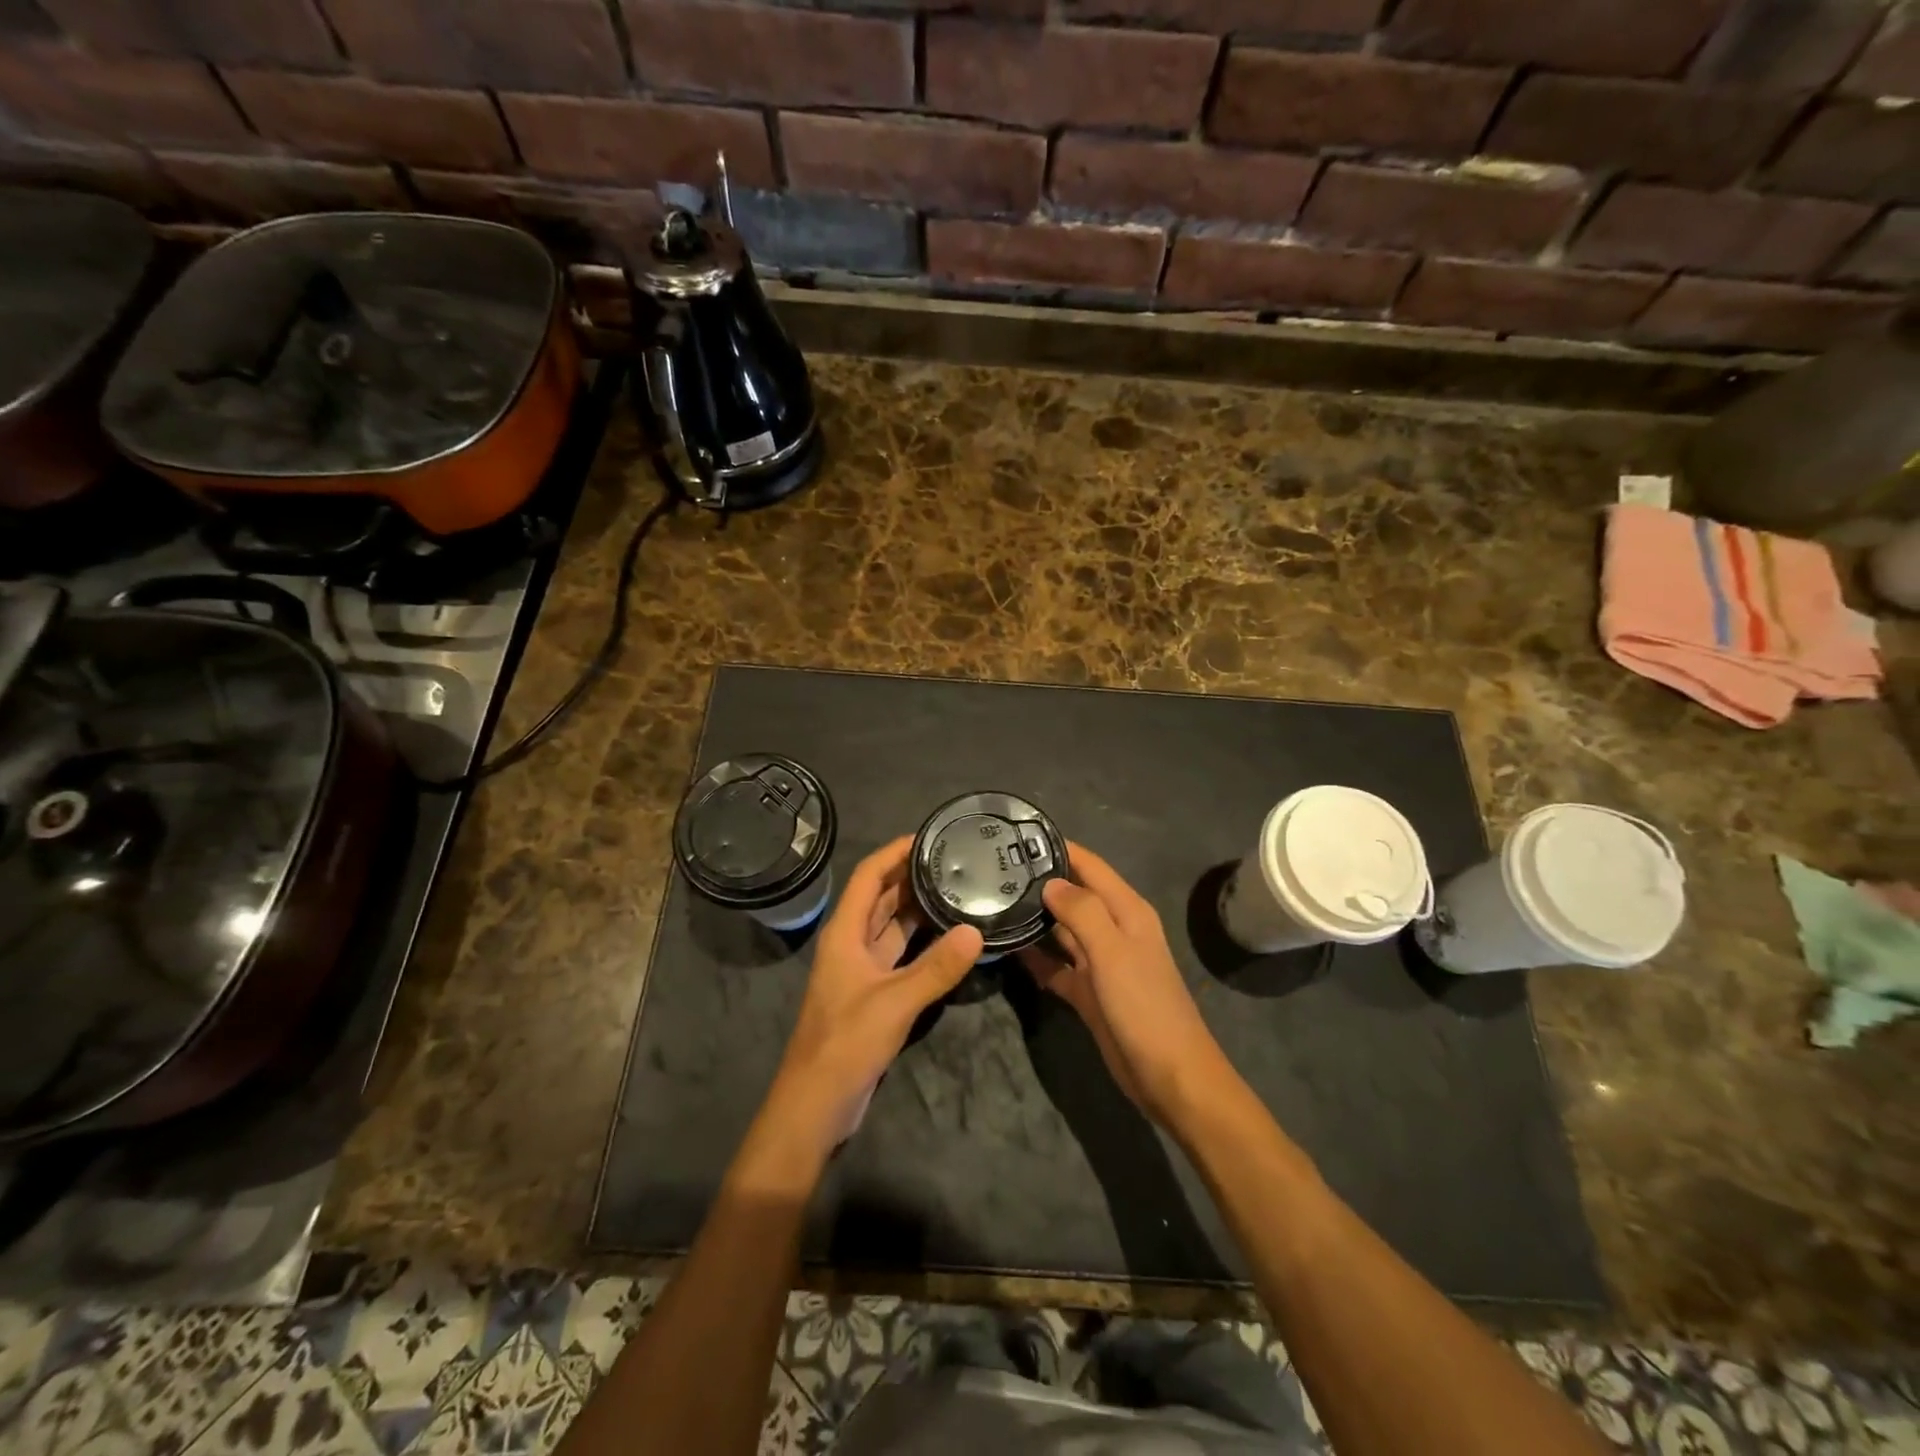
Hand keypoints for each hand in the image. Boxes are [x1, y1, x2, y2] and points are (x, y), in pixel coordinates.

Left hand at [771, 836, 981, 1151]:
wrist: (817, 1102)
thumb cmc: (846, 1042)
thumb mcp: (895, 1002)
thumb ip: (936, 968)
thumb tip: (976, 932)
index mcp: (845, 933)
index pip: (868, 877)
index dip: (893, 853)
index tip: (928, 837)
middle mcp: (851, 943)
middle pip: (880, 897)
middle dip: (911, 875)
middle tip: (953, 860)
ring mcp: (862, 969)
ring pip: (891, 925)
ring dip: (917, 907)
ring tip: (957, 888)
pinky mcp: (874, 992)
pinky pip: (900, 953)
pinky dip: (922, 940)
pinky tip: (950, 936)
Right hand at [1019, 843, 1226, 1124]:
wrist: (1170, 1076)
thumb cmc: (1144, 1006)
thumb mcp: (1113, 952)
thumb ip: (1082, 911)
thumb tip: (1049, 882)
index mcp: (1126, 911)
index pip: (1089, 865)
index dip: (1059, 848)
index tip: (1017, 836)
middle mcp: (1113, 929)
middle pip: (1073, 894)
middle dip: (1040, 881)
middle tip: (992, 871)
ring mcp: (1101, 962)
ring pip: (1062, 929)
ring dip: (1035, 918)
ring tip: (992, 902)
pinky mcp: (1089, 991)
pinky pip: (1057, 966)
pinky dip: (1037, 958)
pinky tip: (1007, 950)